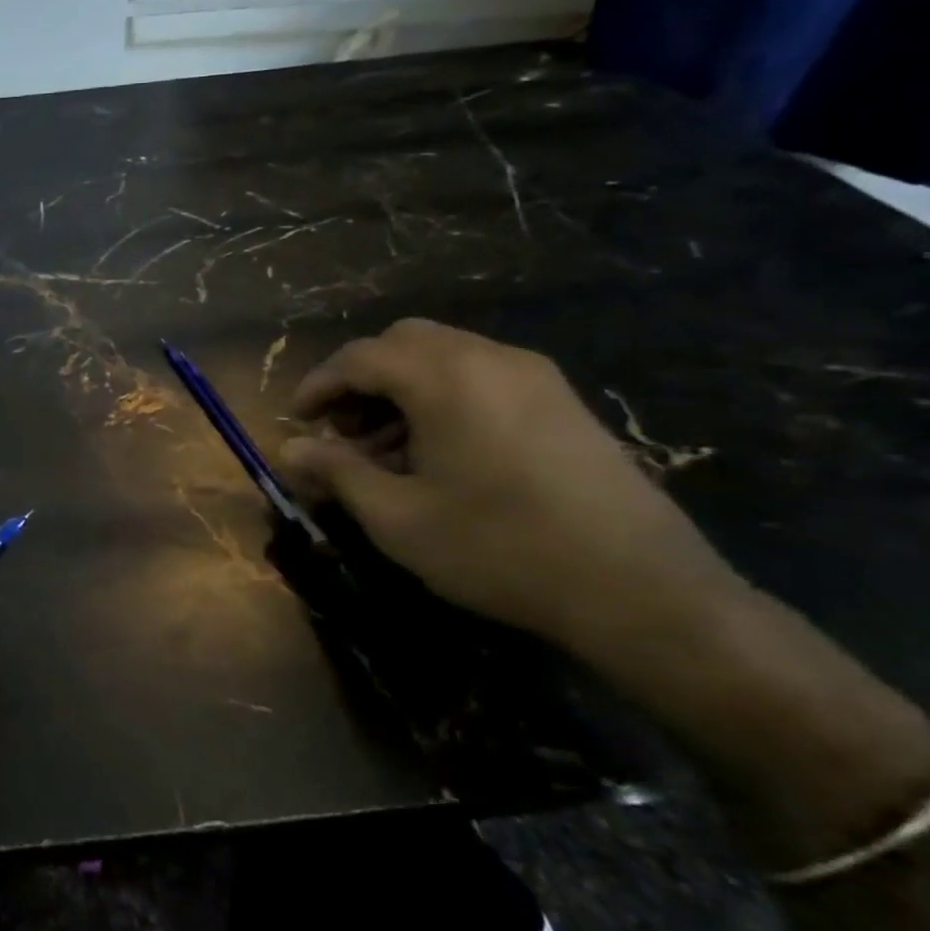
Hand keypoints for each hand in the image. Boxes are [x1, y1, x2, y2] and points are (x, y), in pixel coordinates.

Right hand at [278, 318, 742, 651]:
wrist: (641, 589)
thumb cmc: (499, 548)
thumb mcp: (397, 517)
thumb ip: (336, 472)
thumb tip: (288, 449)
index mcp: (445, 377)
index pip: (360, 357)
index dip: (319, 385)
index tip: (297, 421)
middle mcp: (490, 358)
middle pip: (403, 341)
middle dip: (361, 379)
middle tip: (343, 431)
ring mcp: (535, 376)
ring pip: (445, 355)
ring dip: (401, 388)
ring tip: (387, 450)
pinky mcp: (563, 401)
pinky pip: (482, 376)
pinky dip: (442, 396)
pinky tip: (440, 453)